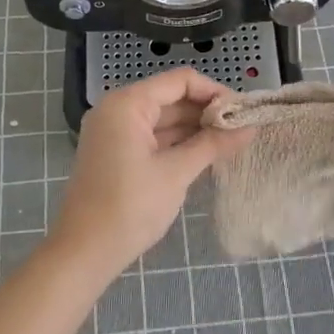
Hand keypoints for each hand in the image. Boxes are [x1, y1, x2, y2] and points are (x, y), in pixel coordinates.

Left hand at [51, 68, 250, 275]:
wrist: (84, 253)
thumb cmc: (130, 207)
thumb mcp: (176, 173)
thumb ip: (213, 145)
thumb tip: (250, 127)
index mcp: (127, 104)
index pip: (179, 81)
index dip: (214, 91)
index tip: (243, 111)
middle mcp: (117, 109)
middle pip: (171, 97)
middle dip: (206, 111)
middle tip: (243, 127)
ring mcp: (114, 132)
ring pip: (163, 119)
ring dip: (194, 128)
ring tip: (232, 140)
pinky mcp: (116, 153)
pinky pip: (152, 136)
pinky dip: (178, 142)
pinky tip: (206, 152)